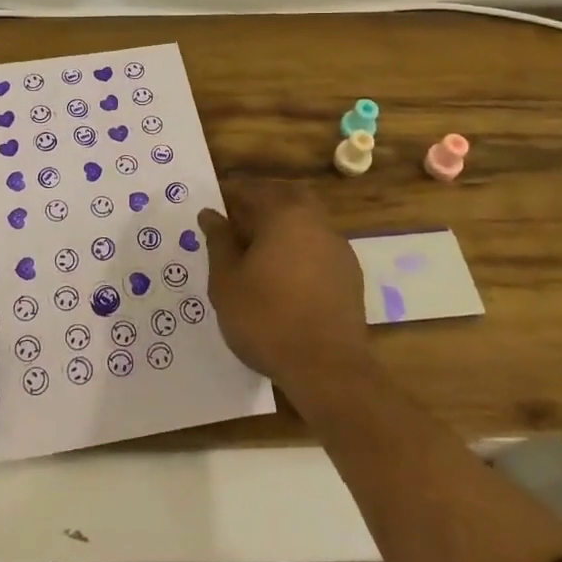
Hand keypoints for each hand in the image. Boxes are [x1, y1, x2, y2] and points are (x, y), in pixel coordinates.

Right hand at [202, 182, 370, 391]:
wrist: (328, 369)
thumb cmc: (266, 319)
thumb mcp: (226, 281)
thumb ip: (218, 242)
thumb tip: (211, 215)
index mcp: (283, 214)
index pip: (251, 191)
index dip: (228, 197)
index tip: (213, 211)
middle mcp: (315, 222)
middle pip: (285, 197)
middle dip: (261, 202)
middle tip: (237, 223)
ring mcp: (338, 248)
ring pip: (306, 221)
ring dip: (283, 226)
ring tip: (259, 252)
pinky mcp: (350, 275)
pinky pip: (318, 247)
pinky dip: (300, 249)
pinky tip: (286, 275)